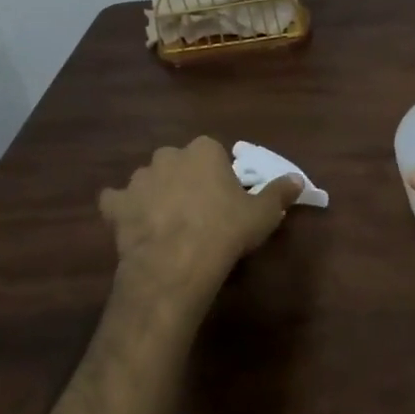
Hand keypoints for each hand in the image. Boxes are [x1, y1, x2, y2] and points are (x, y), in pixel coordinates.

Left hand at [99, 137, 303, 317]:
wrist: (177, 262)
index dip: (217, 175)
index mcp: (203, 150)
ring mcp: (139, 179)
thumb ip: (279, 192)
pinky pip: (116, 201)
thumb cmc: (225, 231)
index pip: (212, 153)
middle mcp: (168, 155)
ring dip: (155, 194)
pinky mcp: (117, 204)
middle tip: (197, 210)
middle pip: (178, 163)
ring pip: (148, 180)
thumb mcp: (263, 214)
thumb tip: (298, 179)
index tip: (224, 198)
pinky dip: (121, 210)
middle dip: (184, 180)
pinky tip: (131, 225)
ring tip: (167, 222)